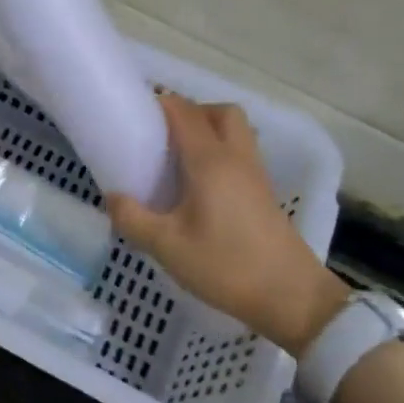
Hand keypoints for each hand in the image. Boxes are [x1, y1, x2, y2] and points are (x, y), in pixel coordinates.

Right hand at [108, 95, 348, 356]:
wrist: (291, 298)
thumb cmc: (225, 266)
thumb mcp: (166, 246)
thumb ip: (132, 218)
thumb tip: (112, 197)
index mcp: (210, 162)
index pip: (184, 112)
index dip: (158, 104)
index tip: (132, 114)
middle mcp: (236, 158)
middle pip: (219, 112)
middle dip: (190, 112)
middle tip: (161, 137)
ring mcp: (255, 175)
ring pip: (235, 132)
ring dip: (207, 132)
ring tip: (175, 161)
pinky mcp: (263, 194)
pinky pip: (239, 155)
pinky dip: (217, 154)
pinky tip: (196, 186)